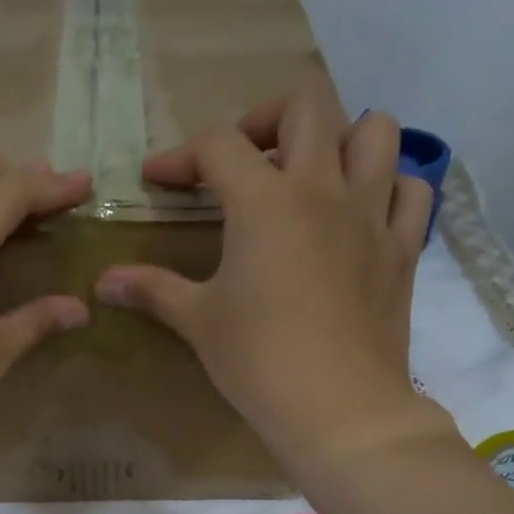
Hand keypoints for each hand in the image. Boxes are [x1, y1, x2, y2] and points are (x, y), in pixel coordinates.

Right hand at [93, 77, 457, 471]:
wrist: (339, 409)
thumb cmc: (259, 362)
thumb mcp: (198, 322)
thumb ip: (152, 290)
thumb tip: (101, 283)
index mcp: (265, 201)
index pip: (218, 145)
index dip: (180, 156)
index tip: (158, 181)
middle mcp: (323, 189)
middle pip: (306, 104)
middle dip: (266, 119)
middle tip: (244, 162)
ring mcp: (372, 215)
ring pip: (375, 131)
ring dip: (340, 139)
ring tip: (312, 176)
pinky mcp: (403, 248)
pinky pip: (411, 189)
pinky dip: (389, 187)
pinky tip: (362, 213)